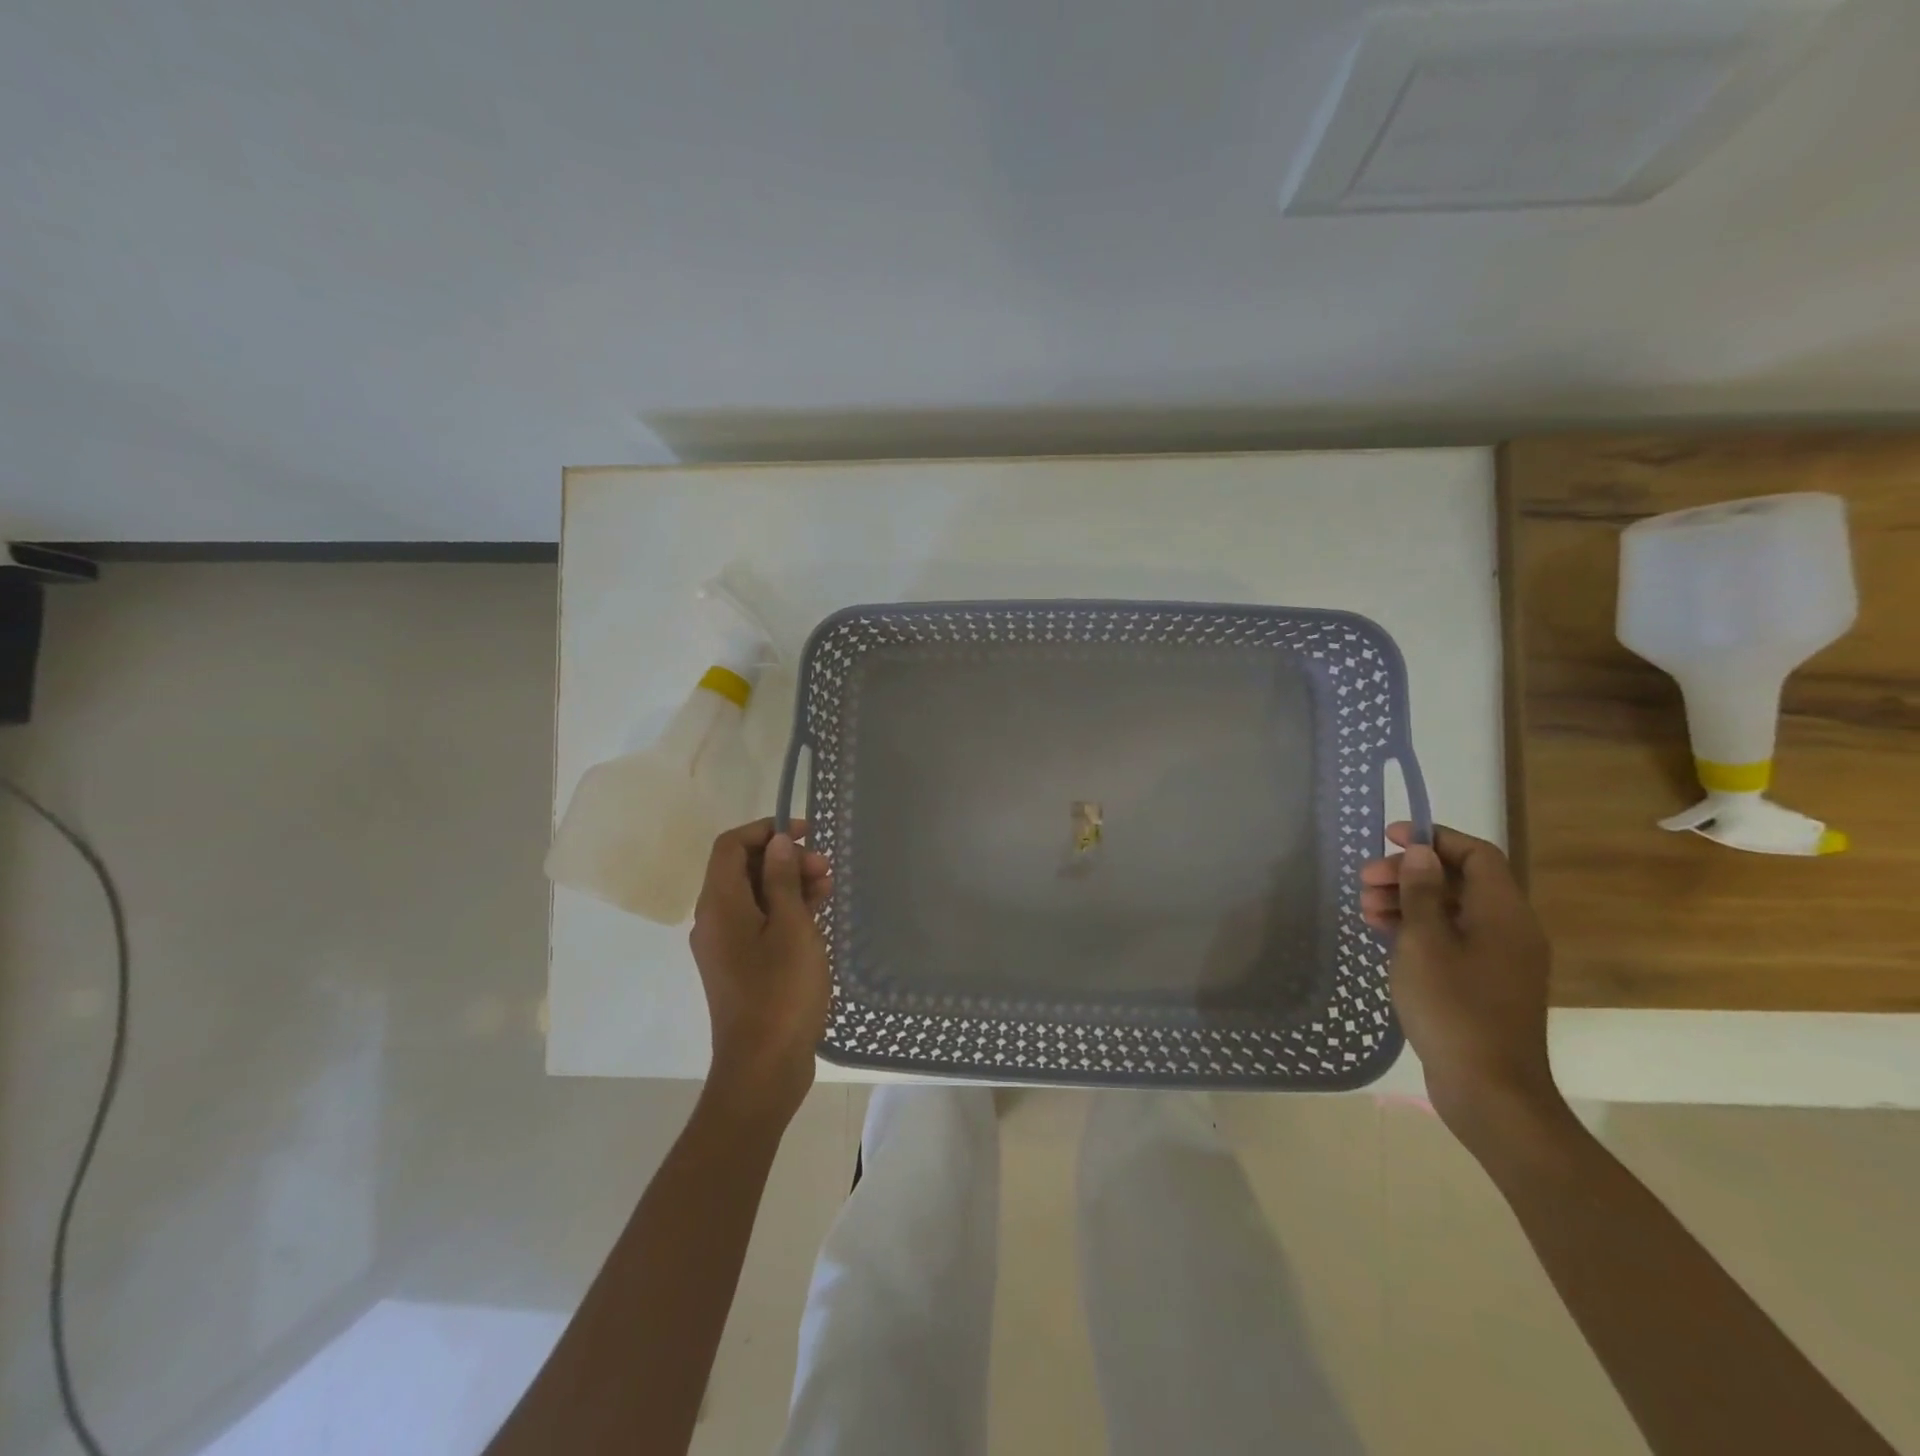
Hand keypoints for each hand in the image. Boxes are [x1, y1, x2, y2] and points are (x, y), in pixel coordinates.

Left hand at [689, 819, 833, 1122]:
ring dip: (789, 885)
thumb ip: (783, 880)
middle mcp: (715, 920)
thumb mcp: (791, 927)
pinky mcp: (740, 967)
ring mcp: (726, 946)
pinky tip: (818, 915)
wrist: (763, 1067)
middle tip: (825, 866)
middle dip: (784, 859)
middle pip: (743, 870)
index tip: (806, 833)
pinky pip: (759, 923)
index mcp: (720, 905)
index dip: (766, 830)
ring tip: (829, 887)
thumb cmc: (781, 991)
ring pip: (755, 897)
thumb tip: (777, 842)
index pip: (731, 846)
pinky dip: (786, 911)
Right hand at [1360, 822, 1564, 1146]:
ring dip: (1407, 902)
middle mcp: (1509, 929)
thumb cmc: (1454, 1007)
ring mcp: (1498, 959)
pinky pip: (1450, 939)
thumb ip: (1421, 893)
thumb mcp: (1425, 943)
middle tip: (1364, 881)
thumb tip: (1422, 853)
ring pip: (1451, 911)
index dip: (1433, 838)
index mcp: (1504, 913)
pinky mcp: (1484, 983)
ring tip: (1364, 910)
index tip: (1389, 838)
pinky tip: (1383, 935)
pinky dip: (1417, 929)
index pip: (1475, 854)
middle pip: (1459, 881)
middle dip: (1409, 874)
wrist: (1489, 1090)